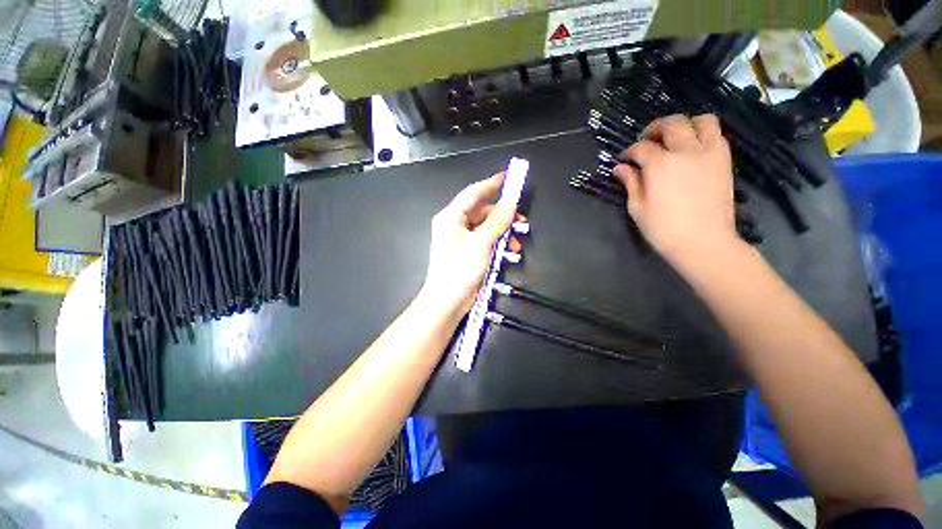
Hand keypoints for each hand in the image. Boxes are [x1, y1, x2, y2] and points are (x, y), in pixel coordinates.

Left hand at [419, 173, 520, 318]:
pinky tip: (509, 252)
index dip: (492, 184)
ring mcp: (462, 240)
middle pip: (483, 212)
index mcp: (451, 217)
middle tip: (522, 221)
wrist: (448, 302)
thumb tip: (512, 200)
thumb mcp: (481, 243)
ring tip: (517, 244)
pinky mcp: (469, 252)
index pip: (473, 193)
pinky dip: (499, 244)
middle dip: (503, 216)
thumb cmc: (460, 270)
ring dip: (504, 233)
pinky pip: (487, 241)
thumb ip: (498, 220)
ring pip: (487, 227)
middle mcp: (455, 225)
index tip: (510, 177)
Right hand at [613, 114, 738, 264]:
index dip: (629, 152)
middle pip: (671, 124)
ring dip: (685, 124)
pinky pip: (717, 134)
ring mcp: (709, 153)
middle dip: (654, 129)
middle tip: (646, 141)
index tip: (624, 160)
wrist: (703, 242)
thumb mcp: (637, 207)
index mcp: (660, 164)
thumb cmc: (663, 228)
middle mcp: (686, 151)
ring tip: (674, 138)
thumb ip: (630, 182)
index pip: (641, 147)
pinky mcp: (724, 160)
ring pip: (701, 120)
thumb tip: (620, 168)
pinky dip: (703, 134)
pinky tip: (693, 148)